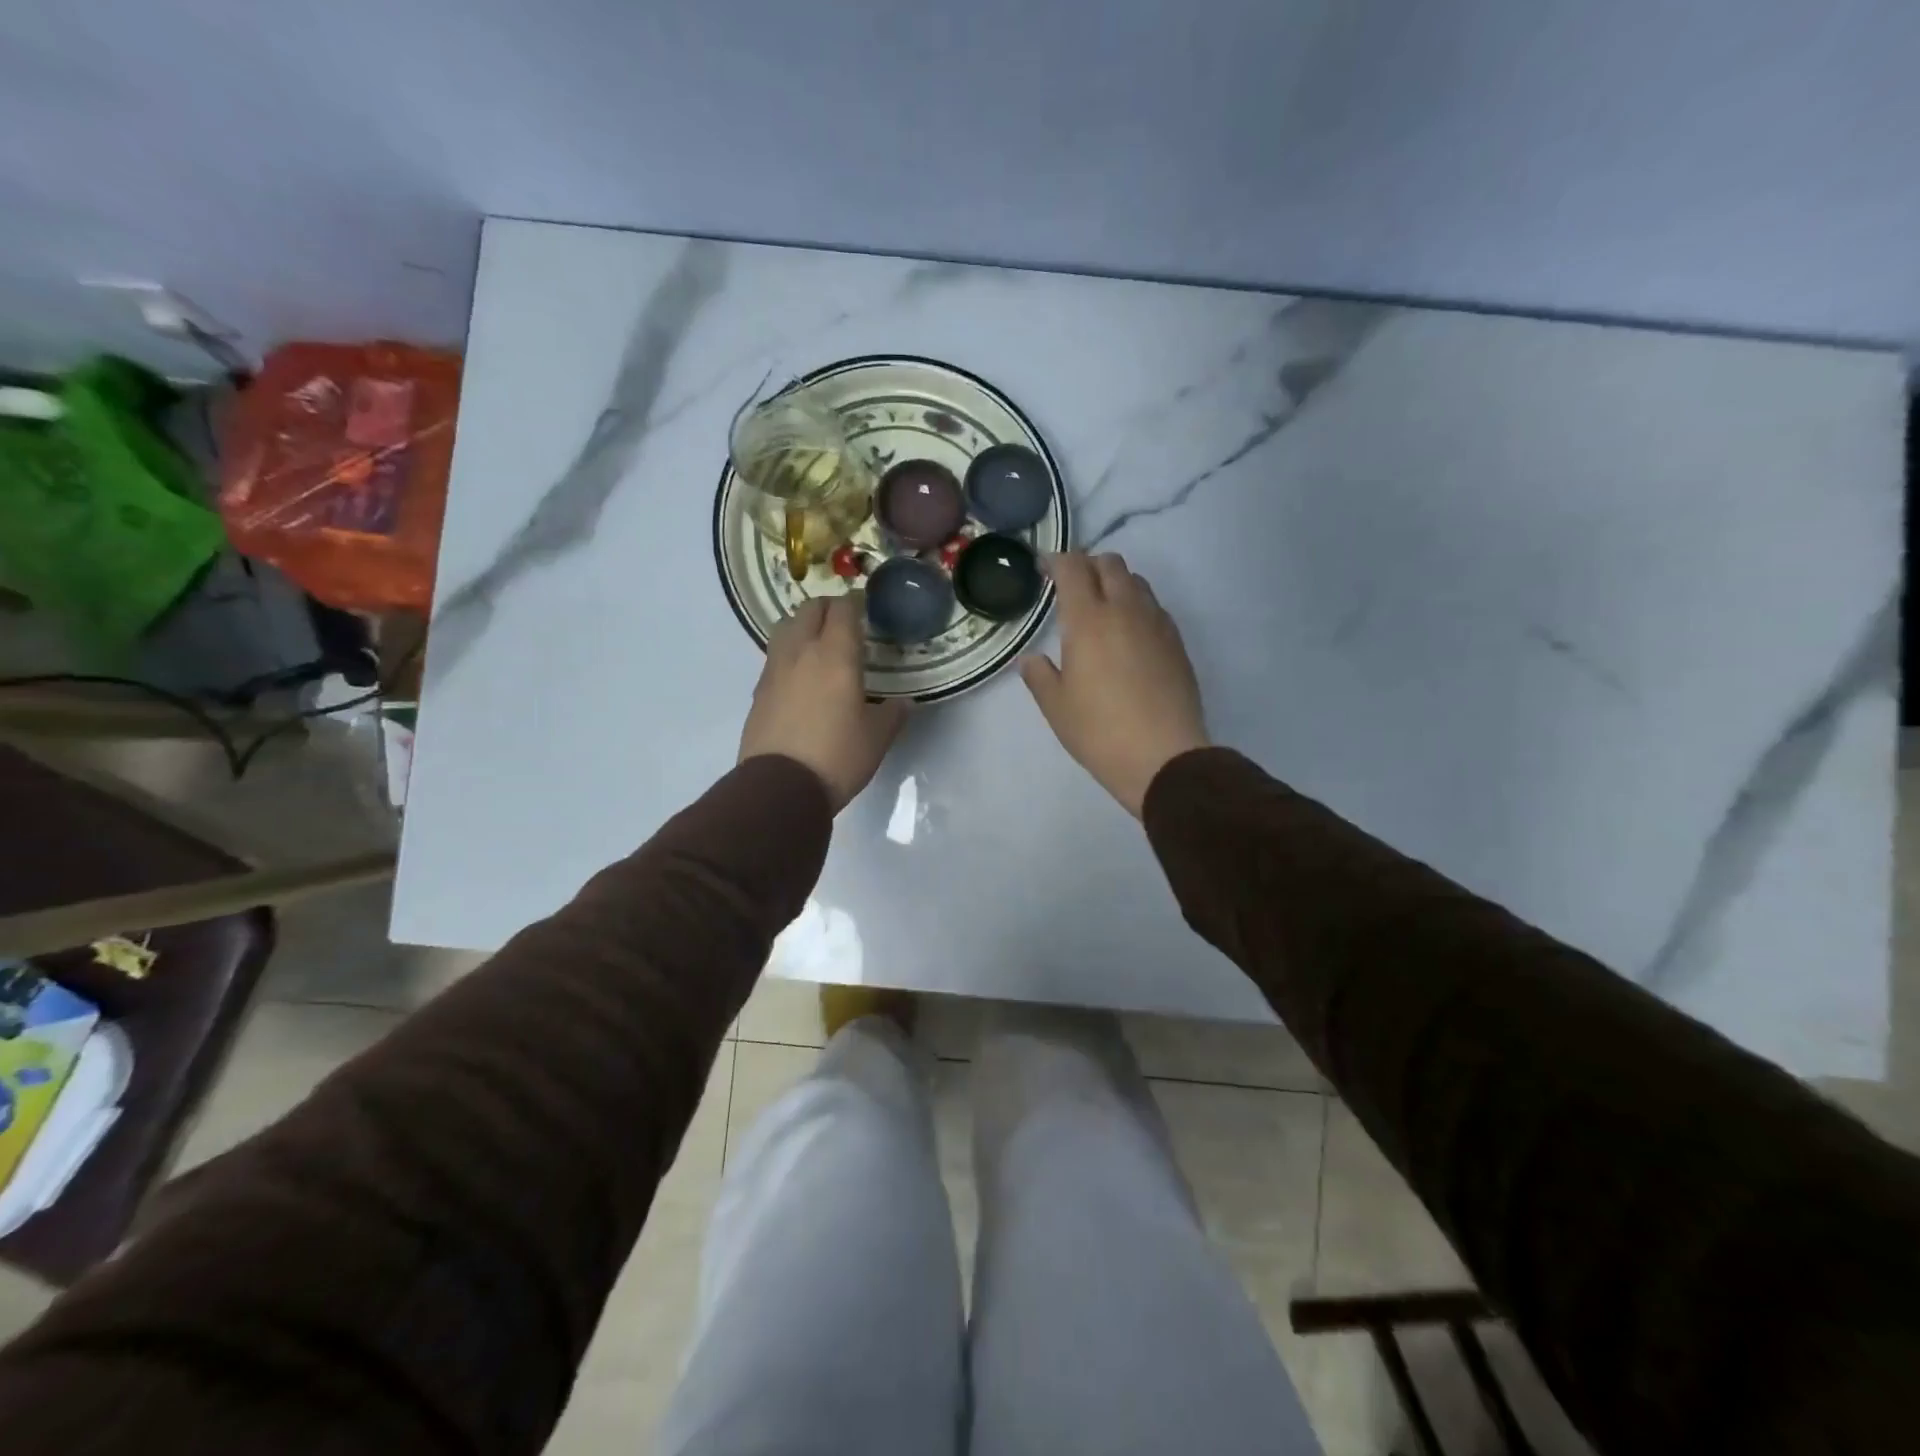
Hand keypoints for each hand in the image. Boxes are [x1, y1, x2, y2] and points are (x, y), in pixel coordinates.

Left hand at [740, 595, 907, 811]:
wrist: (780, 787)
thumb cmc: (837, 756)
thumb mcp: (878, 738)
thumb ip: (894, 713)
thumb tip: (903, 703)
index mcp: (835, 655)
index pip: (843, 609)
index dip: (856, 603)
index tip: (866, 609)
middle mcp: (801, 652)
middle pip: (809, 609)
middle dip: (828, 608)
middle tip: (845, 624)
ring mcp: (774, 670)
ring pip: (786, 627)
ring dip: (803, 626)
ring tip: (819, 644)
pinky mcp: (759, 691)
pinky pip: (775, 656)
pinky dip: (790, 653)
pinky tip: (801, 676)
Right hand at [1021, 552, 1209, 816]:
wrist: (1164, 757)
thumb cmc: (1099, 731)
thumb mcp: (1056, 707)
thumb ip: (1039, 676)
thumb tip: (1031, 659)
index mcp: (1089, 619)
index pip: (1073, 568)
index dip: (1056, 561)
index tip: (1044, 568)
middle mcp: (1125, 610)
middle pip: (1110, 564)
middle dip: (1088, 565)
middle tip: (1071, 586)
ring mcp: (1157, 623)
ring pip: (1136, 582)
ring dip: (1115, 582)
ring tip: (1101, 608)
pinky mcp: (1177, 642)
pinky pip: (1154, 607)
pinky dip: (1136, 606)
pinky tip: (1128, 634)